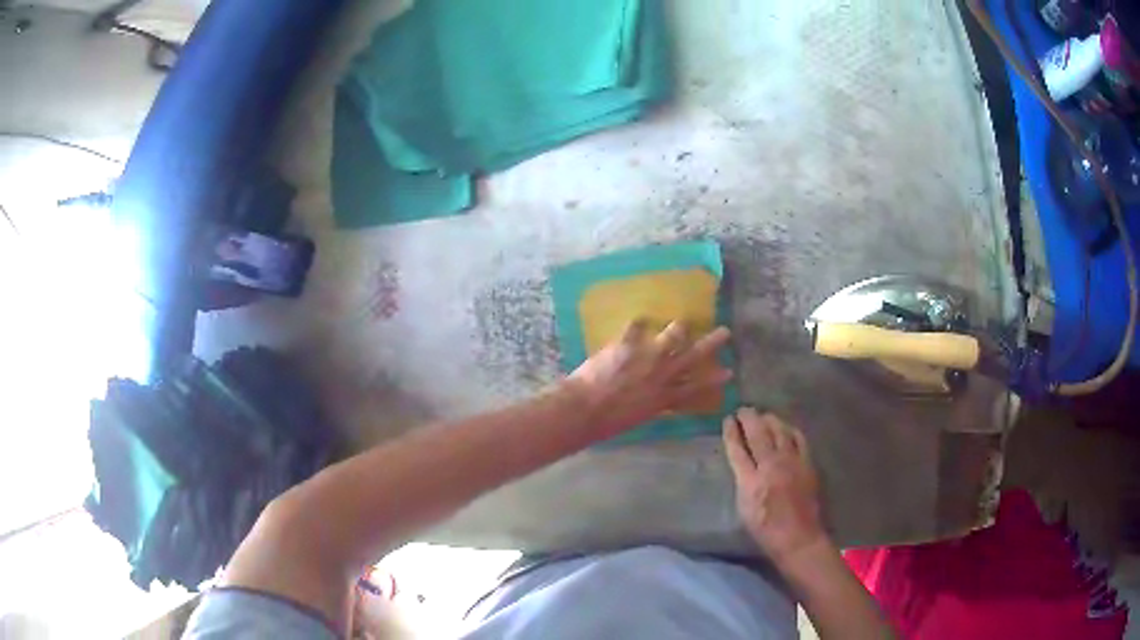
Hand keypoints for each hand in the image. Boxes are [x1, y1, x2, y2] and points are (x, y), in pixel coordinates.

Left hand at [565, 321, 732, 435]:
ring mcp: (647, 357)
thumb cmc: (608, 422)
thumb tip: (655, 398)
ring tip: (682, 323)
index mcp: (664, 398)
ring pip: (673, 336)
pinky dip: (638, 323)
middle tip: (725, 332)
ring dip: (679, 329)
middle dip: (711, 343)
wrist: (586, 409)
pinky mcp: (629, 344)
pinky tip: (639, 319)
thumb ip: (651, 404)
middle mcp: (662, 376)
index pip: (695, 388)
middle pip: (693, 357)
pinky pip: (637, 326)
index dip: (713, 380)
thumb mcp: (638, 417)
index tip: (729, 371)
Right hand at [723, 408, 826, 567]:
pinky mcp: (807, 463)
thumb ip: (743, 481)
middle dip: (749, 418)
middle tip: (743, 409)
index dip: (731, 432)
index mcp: (751, 481)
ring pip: (780, 431)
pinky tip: (786, 428)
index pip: (738, 449)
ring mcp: (792, 462)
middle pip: (759, 434)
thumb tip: (742, 463)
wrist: (798, 537)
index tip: (728, 419)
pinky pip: (798, 438)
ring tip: (763, 415)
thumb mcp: (744, 508)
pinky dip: (790, 430)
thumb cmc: (765, 529)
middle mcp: (771, 466)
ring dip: (770, 420)